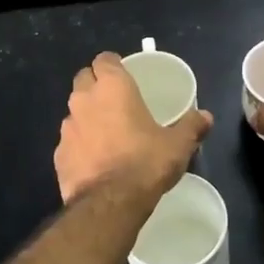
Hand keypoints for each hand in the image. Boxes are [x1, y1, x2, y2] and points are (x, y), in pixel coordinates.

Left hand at [55, 52, 213, 203]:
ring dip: (87, 115)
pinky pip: (69, 140)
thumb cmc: (146, 163)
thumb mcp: (178, 145)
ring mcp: (67, 127)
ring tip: (106, 132)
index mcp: (113, 87)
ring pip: (74, 111)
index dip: (112, 64)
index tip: (124, 74)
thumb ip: (191, 126)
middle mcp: (85, 100)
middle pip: (84, 79)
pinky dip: (79, 144)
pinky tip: (94, 160)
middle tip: (115, 100)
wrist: (109, 204)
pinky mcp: (58, 154)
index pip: (104, 59)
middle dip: (95, 84)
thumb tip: (205, 116)